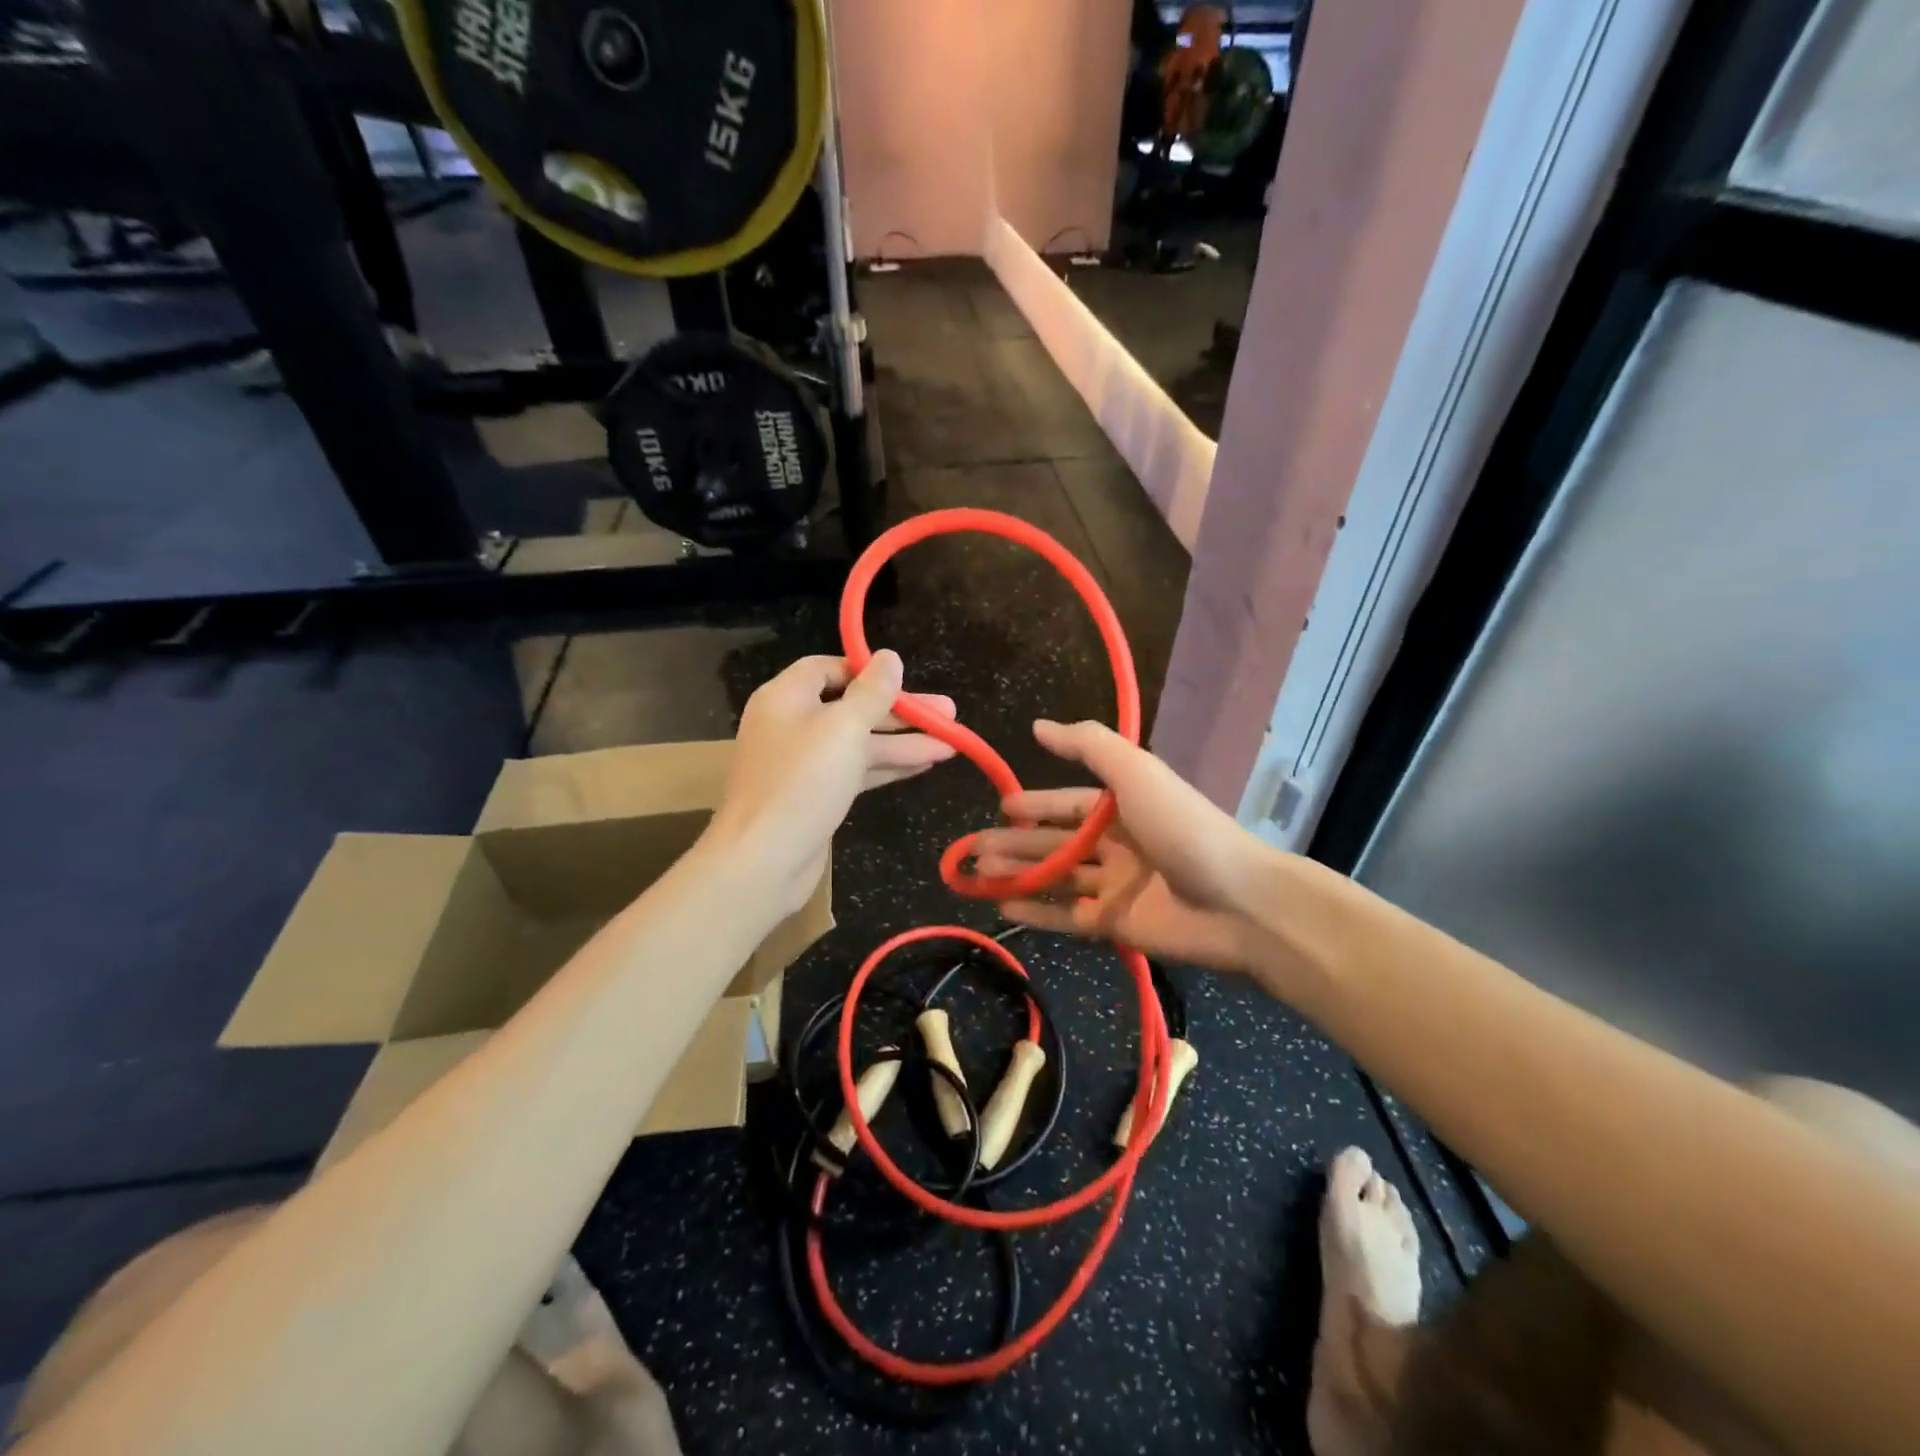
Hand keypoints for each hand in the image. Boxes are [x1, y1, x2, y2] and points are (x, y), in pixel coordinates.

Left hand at [709, 652, 955, 912]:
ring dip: (903, 742)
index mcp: (786, 698)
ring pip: (859, 742)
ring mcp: (803, 763)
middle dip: (901, 712)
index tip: (905, 681)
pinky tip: (924, 765)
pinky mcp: (815, 795)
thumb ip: (871, 693)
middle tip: (950, 713)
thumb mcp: (844, 729)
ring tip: (951, 744)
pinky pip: (856, 770)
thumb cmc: (802, 782)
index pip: (828, 668)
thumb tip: (889, 657)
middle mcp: (792, 724)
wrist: (764, 859)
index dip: (867, 672)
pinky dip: (887, 766)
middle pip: (852, 707)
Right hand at [972, 719, 1273, 972]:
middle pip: (1056, 842)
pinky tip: (1003, 910)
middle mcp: (1118, 844)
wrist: (1238, 903)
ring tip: (978, 874)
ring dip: (1018, 875)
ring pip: (1056, 878)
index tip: (1000, 807)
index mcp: (1124, 806)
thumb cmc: (1182, 828)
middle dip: (1016, 843)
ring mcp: (1117, 886)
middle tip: (973, 849)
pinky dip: (1036, 914)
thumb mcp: (1136, 772)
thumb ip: (1088, 746)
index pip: (1069, 802)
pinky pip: (1067, 917)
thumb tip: (1038, 726)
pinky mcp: (1116, 925)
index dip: (1035, 803)